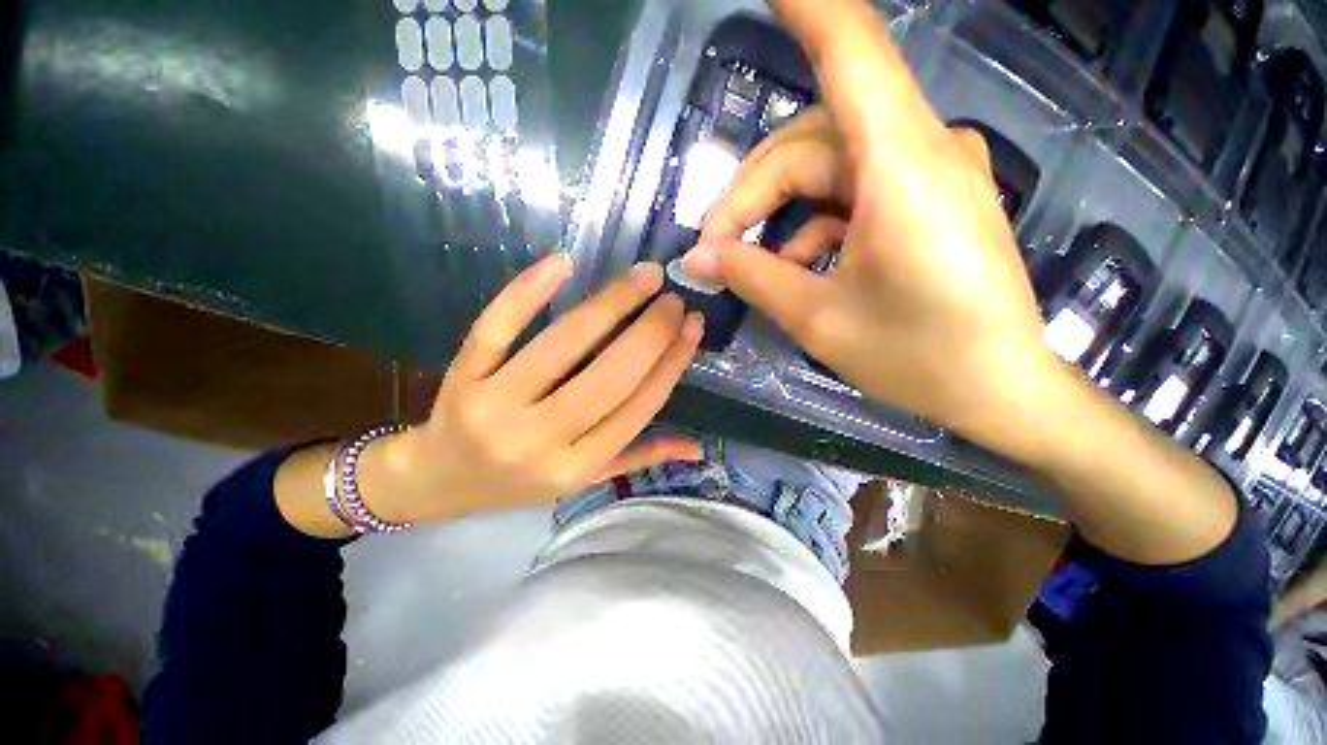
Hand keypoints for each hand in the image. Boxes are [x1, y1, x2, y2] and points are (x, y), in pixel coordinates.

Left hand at [359, 254, 703, 525]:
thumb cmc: (519, 481)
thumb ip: (638, 456)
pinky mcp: (463, 376)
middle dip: (651, 332)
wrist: (438, 479)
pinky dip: (529, 291)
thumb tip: (697, 446)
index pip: (638, 407)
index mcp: (575, 468)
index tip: (693, 326)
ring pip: (563, 345)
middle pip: (608, 377)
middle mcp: (539, 441)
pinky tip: (563, 263)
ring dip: (611, 304)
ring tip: (645, 277)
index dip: (670, 362)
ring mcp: (496, 405)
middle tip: (675, 298)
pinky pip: (498, 326)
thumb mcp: (582, 478)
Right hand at [682, 0, 1058, 437]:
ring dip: (777, 214)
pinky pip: (852, 193)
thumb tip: (698, 259)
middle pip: (809, 143)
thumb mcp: (818, 319)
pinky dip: (812, 225)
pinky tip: (794, 266)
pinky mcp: (929, 199)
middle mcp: (920, 150)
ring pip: (826, 169)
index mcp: (900, 166)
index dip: (802, 8)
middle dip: (750, 196)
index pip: (850, 50)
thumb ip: (752, 278)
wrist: (999, 389)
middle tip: (713, 250)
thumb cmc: (917, 357)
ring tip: (746, 265)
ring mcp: (928, 173)